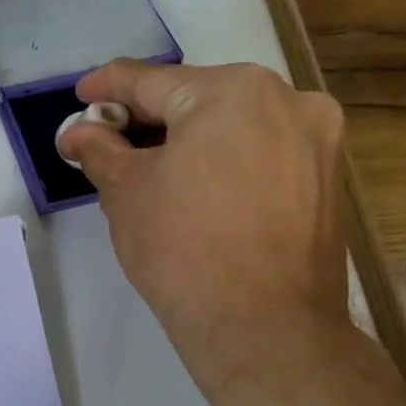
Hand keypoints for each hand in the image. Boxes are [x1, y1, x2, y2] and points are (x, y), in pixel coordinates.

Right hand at [56, 60, 350, 384]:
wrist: (263, 326)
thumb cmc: (182, 245)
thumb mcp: (124, 190)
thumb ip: (99, 149)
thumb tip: (79, 133)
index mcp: (232, 91)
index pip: (150, 80)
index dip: (106, 88)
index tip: (81, 97)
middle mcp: (286, 100)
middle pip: (195, 98)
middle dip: (146, 118)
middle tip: (105, 141)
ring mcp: (316, 140)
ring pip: (231, 124)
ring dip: (184, 139)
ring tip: (144, 169)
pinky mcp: (326, 179)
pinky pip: (259, 151)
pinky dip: (220, 159)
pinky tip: (191, 188)